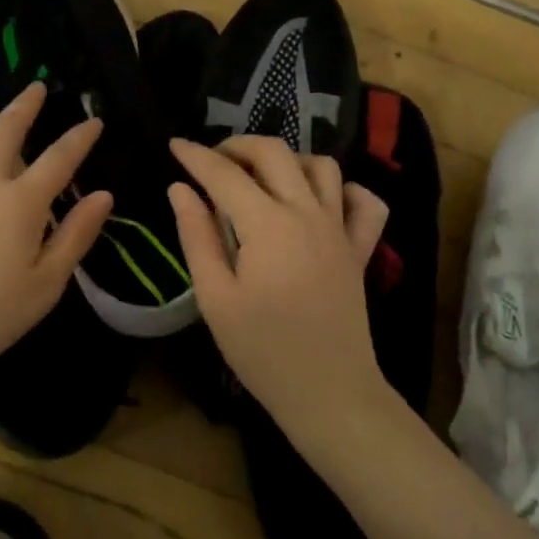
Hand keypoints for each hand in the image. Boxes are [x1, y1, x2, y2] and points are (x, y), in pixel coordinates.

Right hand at [167, 136, 392, 444]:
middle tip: (212, 162)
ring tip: (260, 177)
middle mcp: (307, 212)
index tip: (174, 145)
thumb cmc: (263, 351)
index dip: (196, 156)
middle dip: (238, 145)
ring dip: (287, 160)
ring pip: (321, 165)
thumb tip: (180, 189)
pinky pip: (364, 202)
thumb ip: (197, 236)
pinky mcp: (359, 248)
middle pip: (274, 152)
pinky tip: (319, 201)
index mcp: (268, 224)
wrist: (329, 394)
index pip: (225, 174)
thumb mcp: (216, 298)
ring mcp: (339, 228)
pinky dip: (343, 189)